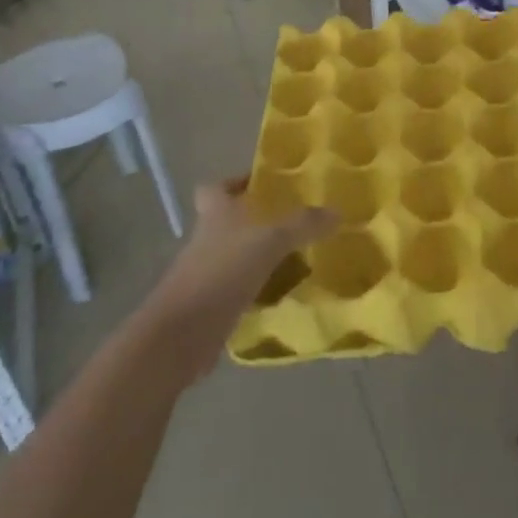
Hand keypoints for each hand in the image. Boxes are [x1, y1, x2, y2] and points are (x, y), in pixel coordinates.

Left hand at [141, 180, 334, 378]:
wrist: (180, 335)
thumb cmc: (222, 272)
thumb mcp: (269, 241)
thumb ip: (303, 225)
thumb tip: (337, 212)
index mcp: (216, 213)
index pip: (216, 186)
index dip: (236, 182)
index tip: (264, 184)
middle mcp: (206, 238)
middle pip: (229, 221)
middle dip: (258, 221)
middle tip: (294, 222)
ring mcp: (205, 273)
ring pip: (236, 255)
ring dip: (260, 256)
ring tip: (298, 257)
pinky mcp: (209, 305)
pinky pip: (239, 288)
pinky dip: (258, 289)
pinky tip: (284, 293)